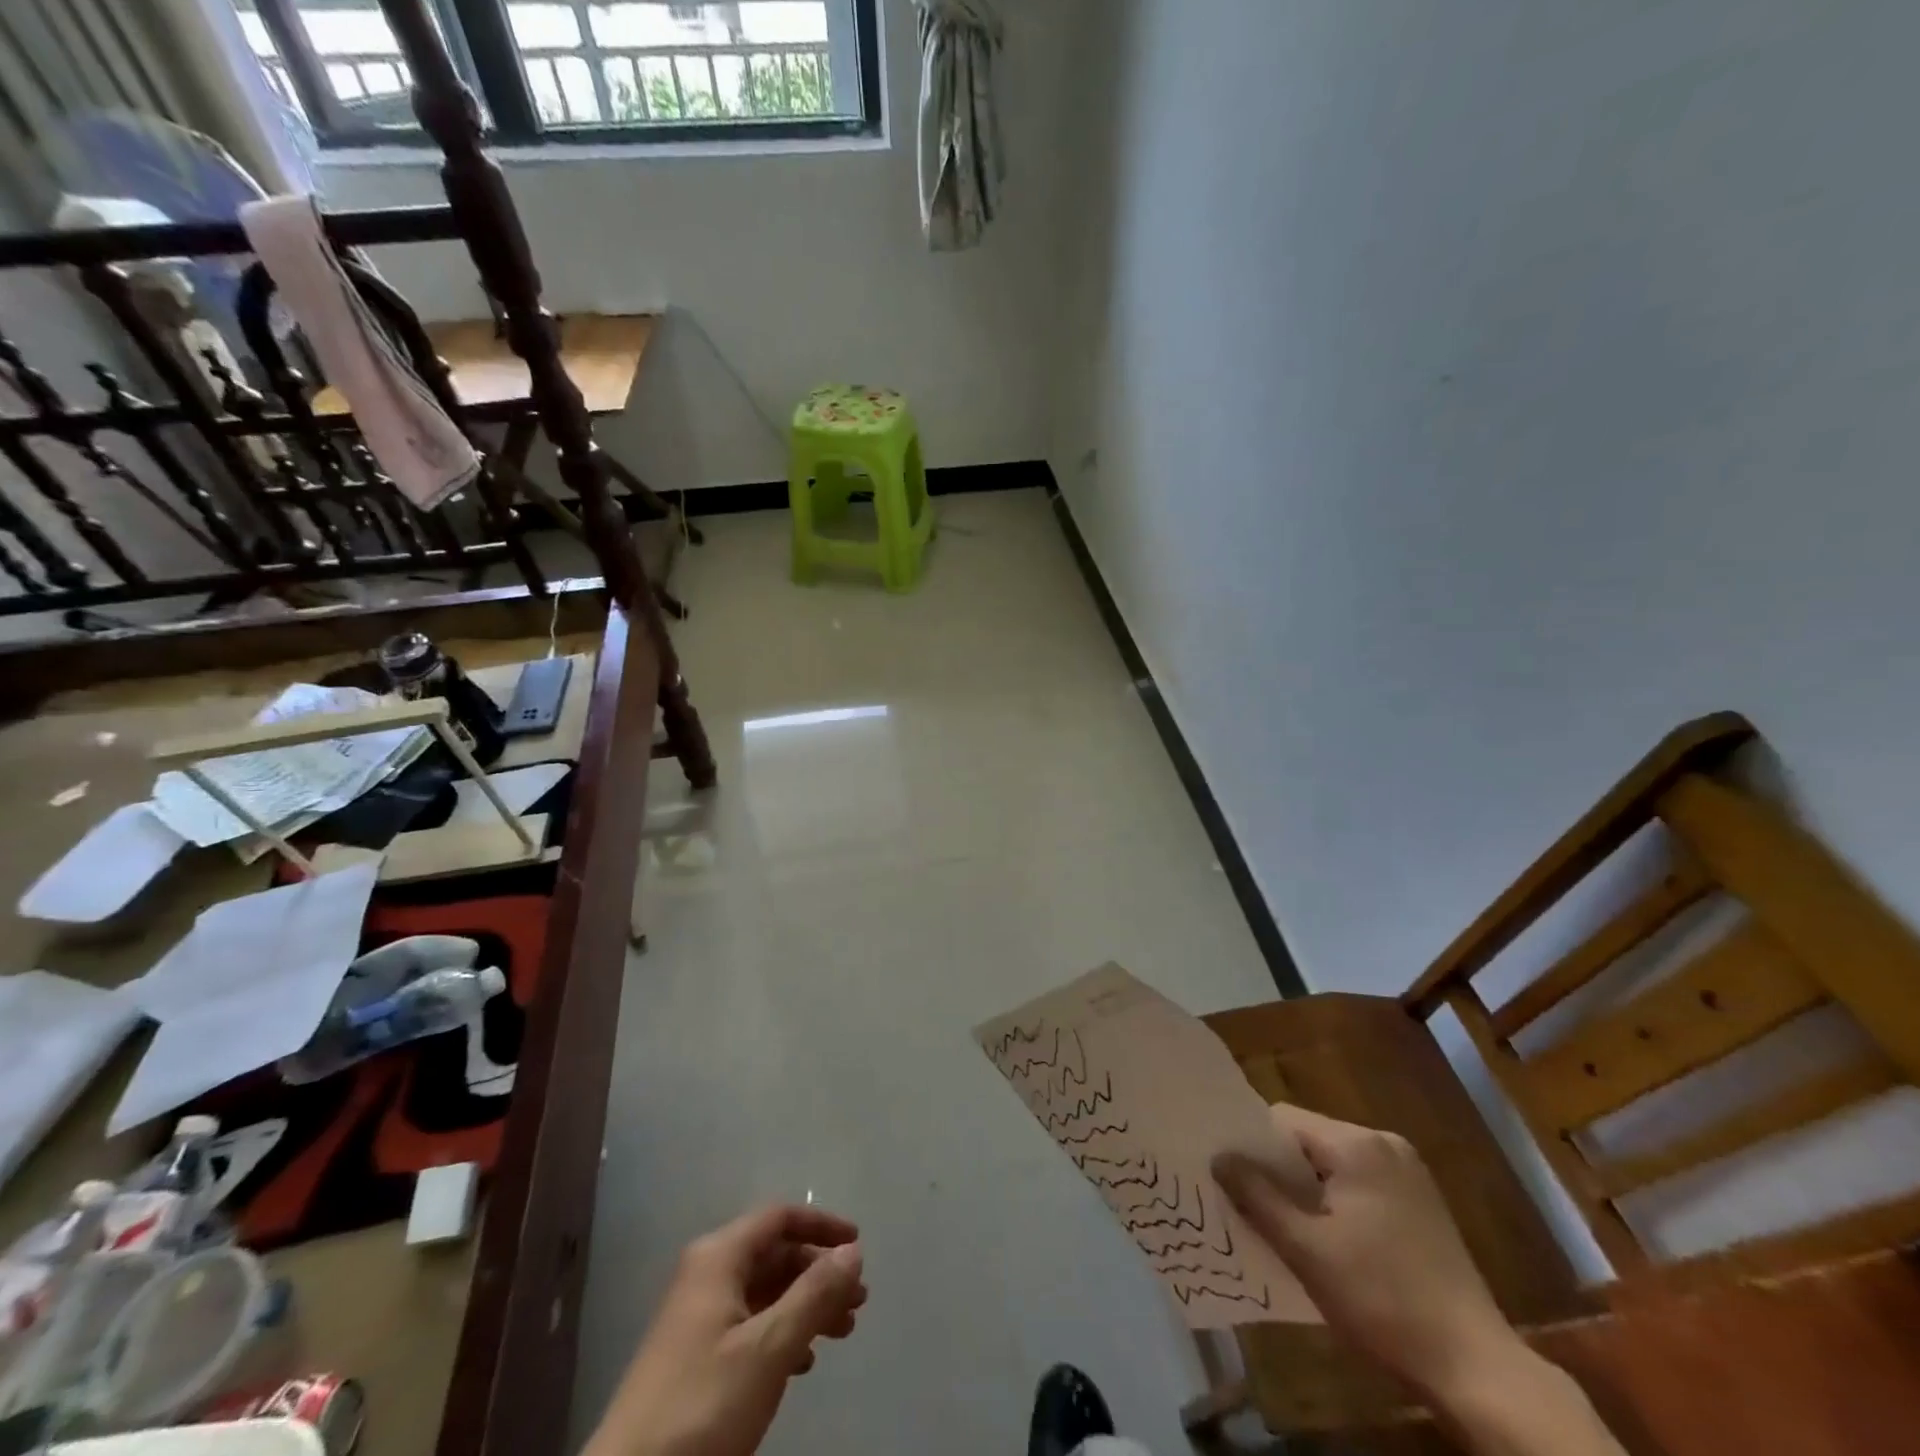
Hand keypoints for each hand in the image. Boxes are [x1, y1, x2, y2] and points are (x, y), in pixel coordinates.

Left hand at [585, 1205, 866, 1455]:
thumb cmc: (703, 1405)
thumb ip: (814, 1294)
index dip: (821, 1225)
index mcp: (719, 1257)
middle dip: (819, 1273)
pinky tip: (803, 1363)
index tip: (858, 1246)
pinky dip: (782, 1333)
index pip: (779, 1218)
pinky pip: (749, 1325)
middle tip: (858, 1302)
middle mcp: (707, 1275)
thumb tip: (852, 1250)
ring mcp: (698, 1316)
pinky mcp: (694, 1357)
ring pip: (765, 1293)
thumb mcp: (768, 1348)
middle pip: (775, 1255)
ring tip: (842, 1332)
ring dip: (806, 1306)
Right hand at [1212, 1104, 1526, 1406]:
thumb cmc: (1381, 1300)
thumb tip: (1219, 1158)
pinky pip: (1360, 1182)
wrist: (1475, 1367)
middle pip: (1308, 1139)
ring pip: (1333, 1163)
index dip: (1251, 1145)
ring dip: (1307, 1188)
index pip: (1282, 1121)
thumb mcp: (1306, 1250)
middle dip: (1278, 1170)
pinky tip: (1329, 1238)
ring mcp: (1408, 1172)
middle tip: (1249, 1203)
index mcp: (1356, 1144)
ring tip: (1285, 1224)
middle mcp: (1384, 1143)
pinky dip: (1336, 1200)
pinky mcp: (1421, 1202)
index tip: (1230, 1176)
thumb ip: (1257, 1196)